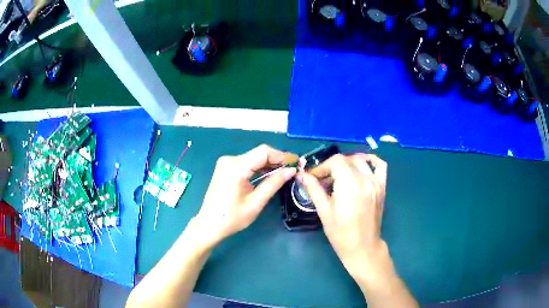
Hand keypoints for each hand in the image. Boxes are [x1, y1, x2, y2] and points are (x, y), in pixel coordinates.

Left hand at [192, 145, 296, 248]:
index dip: (282, 155)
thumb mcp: (256, 202)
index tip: (296, 162)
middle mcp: (230, 160)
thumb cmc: (232, 218)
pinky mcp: (226, 168)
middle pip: (259, 153)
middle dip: (277, 160)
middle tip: (293, 169)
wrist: (209, 224)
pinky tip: (269, 174)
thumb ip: (273, 184)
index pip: (264, 152)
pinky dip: (259, 167)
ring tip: (285, 172)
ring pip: (254, 157)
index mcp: (236, 167)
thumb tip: (291, 171)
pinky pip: (247, 163)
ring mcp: (226, 163)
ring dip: (269, 164)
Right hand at [299, 154, 390, 284]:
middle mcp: (366, 180)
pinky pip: (380, 166)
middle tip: (323, 179)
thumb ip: (314, 189)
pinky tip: (361, 165)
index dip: (322, 166)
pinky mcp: (382, 187)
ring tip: (338, 175)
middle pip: (347, 160)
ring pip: (361, 160)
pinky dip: (371, 160)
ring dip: (347, 163)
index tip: (314, 177)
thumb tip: (301, 174)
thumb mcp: (324, 211)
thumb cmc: (340, 233)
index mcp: (350, 186)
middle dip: (332, 166)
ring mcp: (376, 183)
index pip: (336, 162)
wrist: (362, 247)